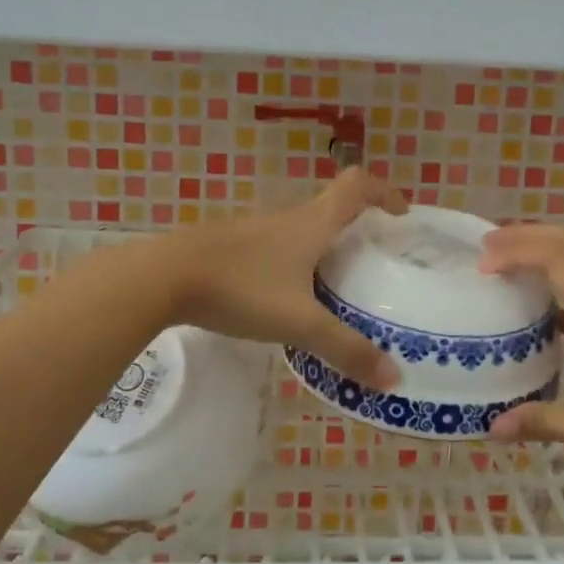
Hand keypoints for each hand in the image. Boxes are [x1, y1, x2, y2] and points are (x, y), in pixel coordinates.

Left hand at [156, 168, 407, 389]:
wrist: (162, 278)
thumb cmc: (240, 289)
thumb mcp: (299, 323)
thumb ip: (346, 349)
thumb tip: (393, 378)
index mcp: (311, 224)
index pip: (357, 186)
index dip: (384, 192)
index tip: (401, 214)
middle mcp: (285, 219)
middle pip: (330, 208)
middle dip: (356, 228)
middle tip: (372, 263)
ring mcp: (253, 231)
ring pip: (299, 231)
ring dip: (321, 248)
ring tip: (333, 288)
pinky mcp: (228, 248)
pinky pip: (273, 249)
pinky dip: (291, 265)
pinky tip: (283, 299)